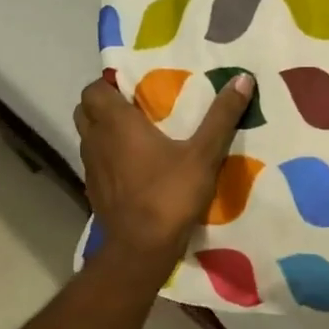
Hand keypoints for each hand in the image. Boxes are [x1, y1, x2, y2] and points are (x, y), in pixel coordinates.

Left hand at [74, 74, 255, 277]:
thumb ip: (221, 117)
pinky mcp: (93, 191)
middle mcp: (96, 140)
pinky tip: (134, 168)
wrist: (140, 249)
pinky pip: (95, 163)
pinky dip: (108, 158)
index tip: (135, 87)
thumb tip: (242, 79)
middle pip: (85, 110)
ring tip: (136, 135)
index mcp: (116, 123)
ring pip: (88, 137)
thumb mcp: (203, 154)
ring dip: (105, 131)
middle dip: (104, 105)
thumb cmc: (169, 195)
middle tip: (136, 108)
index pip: (93, 89)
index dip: (109, 84)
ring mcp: (90, 168)